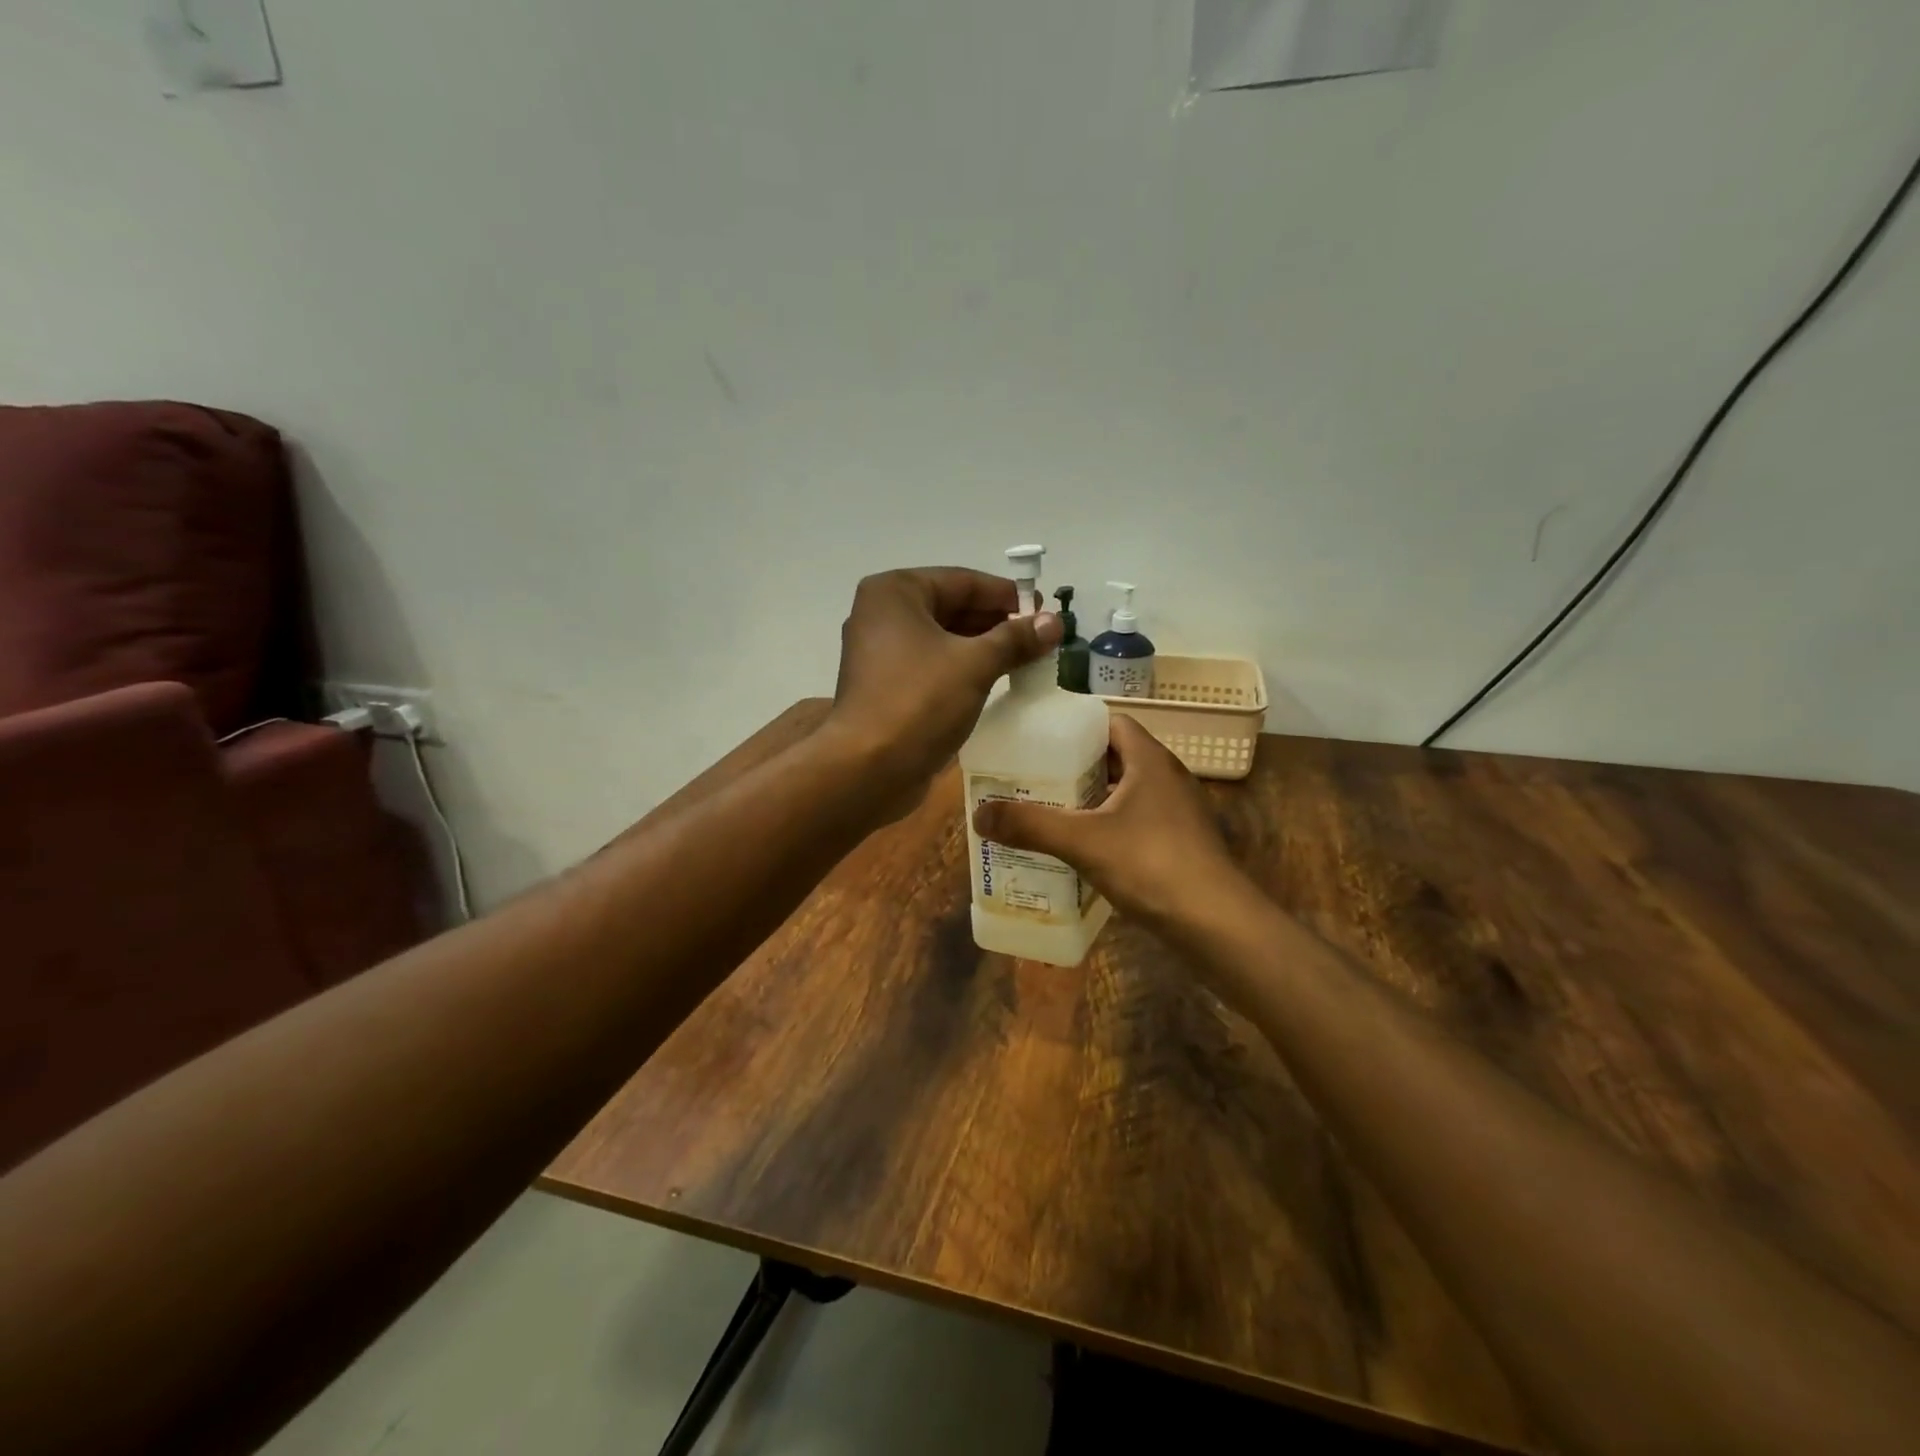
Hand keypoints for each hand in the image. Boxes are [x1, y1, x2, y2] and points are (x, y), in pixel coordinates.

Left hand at [824, 567, 1061, 801]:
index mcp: (895, 592)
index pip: (962, 581)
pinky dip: (962, 669)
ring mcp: (879, 652)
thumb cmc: (919, 701)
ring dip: (983, 647)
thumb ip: (1016, 638)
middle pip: (951, 607)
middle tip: (1041, 636)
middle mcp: (881, 614)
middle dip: (997, 622)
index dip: (1007, 595)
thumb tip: (1054, 622)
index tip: (1045, 610)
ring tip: (1027, 658)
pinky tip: (996, 680)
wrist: (868, 768)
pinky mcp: (885, 686)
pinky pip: (932, 665)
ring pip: (942, 639)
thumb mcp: (975, 664)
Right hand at [970, 714, 1245, 931]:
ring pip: (1126, 793)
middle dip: (1076, 766)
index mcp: (1150, 760)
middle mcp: (1168, 778)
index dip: (1076, 727)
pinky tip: (1083, 849)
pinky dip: (1109, 827)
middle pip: (1116, 758)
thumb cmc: (1152, 864)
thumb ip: (1030, 825)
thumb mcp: (1082, 841)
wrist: (1217, 924)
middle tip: (1034, 778)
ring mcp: (1178, 813)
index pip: (1111, 722)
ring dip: (1092, 799)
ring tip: (1050, 812)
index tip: (1039, 740)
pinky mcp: (1181, 844)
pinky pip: (1137, 822)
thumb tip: (977, 814)